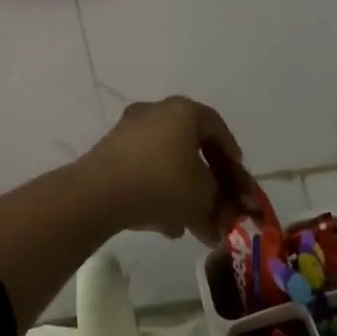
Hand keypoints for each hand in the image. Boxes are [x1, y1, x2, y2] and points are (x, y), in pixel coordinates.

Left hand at [80, 96, 244, 243]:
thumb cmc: (163, 184)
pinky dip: (157, 191)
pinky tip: (164, 224)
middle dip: (205, 179)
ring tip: (189, 223)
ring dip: (181, 190)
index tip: (236, 176)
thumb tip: (218, 221)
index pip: (216, 127)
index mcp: (183, 111)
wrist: (100, 193)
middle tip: (215, 202)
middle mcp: (155, 112)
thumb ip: (218, 205)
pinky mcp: (109, 152)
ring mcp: (128, 131)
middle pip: (190, 146)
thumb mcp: (202, 197)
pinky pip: (143, 170)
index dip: (230, 154)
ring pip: (166, 161)